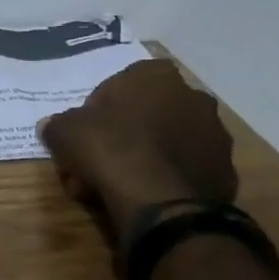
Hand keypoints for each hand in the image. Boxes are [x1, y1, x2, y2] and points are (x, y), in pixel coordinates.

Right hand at [37, 59, 236, 243]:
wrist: (160, 203)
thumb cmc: (110, 149)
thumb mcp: (66, 131)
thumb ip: (60, 124)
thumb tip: (53, 127)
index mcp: (156, 76)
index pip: (124, 81)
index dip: (102, 107)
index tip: (88, 131)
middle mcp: (193, 97)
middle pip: (149, 112)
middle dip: (126, 133)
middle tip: (100, 160)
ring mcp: (215, 135)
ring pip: (168, 141)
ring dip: (146, 156)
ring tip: (119, 185)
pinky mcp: (226, 171)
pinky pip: (185, 169)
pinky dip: (167, 179)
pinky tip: (145, 197)